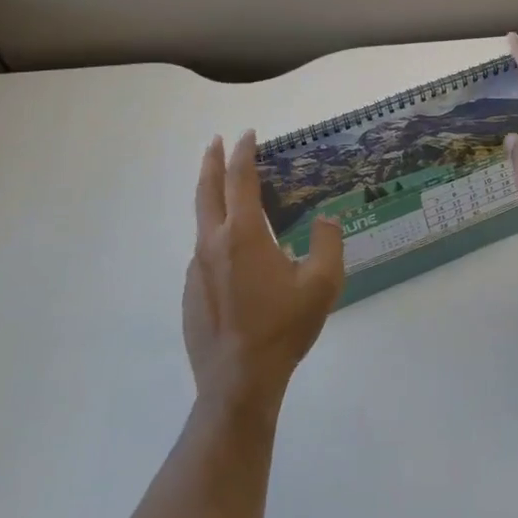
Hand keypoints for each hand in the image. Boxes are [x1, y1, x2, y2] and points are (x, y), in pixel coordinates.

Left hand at [184, 132, 343, 412]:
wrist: (238, 383)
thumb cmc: (282, 329)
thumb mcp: (322, 284)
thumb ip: (327, 243)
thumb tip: (324, 220)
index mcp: (243, 234)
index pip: (239, 179)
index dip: (243, 152)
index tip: (247, 134)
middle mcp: (213, 243)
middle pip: (207, 190)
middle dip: (212, 161)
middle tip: (216, 141)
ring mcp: (196, 269)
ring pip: (202, 222)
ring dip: (212, 198)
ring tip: (229, 195)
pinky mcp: (189, 293)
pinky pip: (203, 253)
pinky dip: (215, 236)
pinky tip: (234, 255)